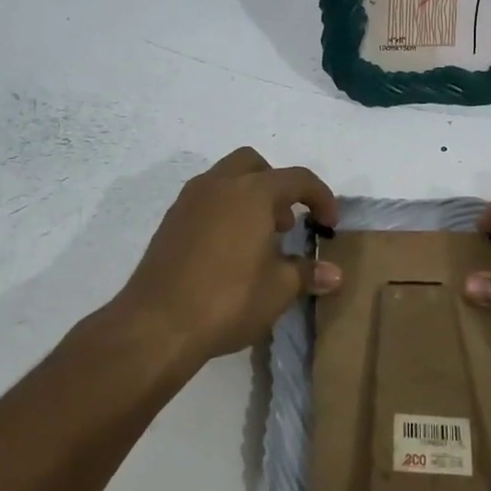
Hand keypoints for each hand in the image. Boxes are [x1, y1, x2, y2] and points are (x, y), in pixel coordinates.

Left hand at [111, 148, 340, 372]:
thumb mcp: (278, 289)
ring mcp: (189, 202)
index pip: (297, 179)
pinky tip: (229, 253)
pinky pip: (205, 202)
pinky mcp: (169, 223)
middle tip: (286, 223)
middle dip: (277, 186)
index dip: (321, 197)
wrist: (156, 324)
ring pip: (225, 180)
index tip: (329, 224)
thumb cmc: (228, 299)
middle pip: (254, 165)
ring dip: (248, 198)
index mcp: (252, 192)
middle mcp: (219, 185)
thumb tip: (334, 274)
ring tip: (259, 241)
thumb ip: (306, 273)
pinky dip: (224, 213)